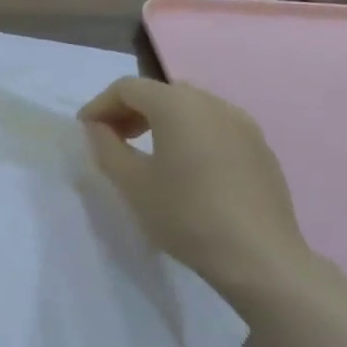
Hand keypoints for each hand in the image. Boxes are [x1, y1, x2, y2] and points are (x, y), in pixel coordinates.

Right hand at [80, 77, 318, 293]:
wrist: (260, 257)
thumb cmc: (186, 216)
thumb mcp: (132, 184)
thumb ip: (106, 147)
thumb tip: (97, 127)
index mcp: (177, 104)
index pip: (128, 88)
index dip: (100, 105)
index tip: (86, 131)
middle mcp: (212, 102)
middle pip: (160, 92)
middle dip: (130, 110)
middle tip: (113, 140)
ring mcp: (242, 123)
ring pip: (190, 107)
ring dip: (161, 121)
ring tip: (148, 154)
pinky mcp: (261, 147)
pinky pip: (215, 127)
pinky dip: (191, 134)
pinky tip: (188, 170)